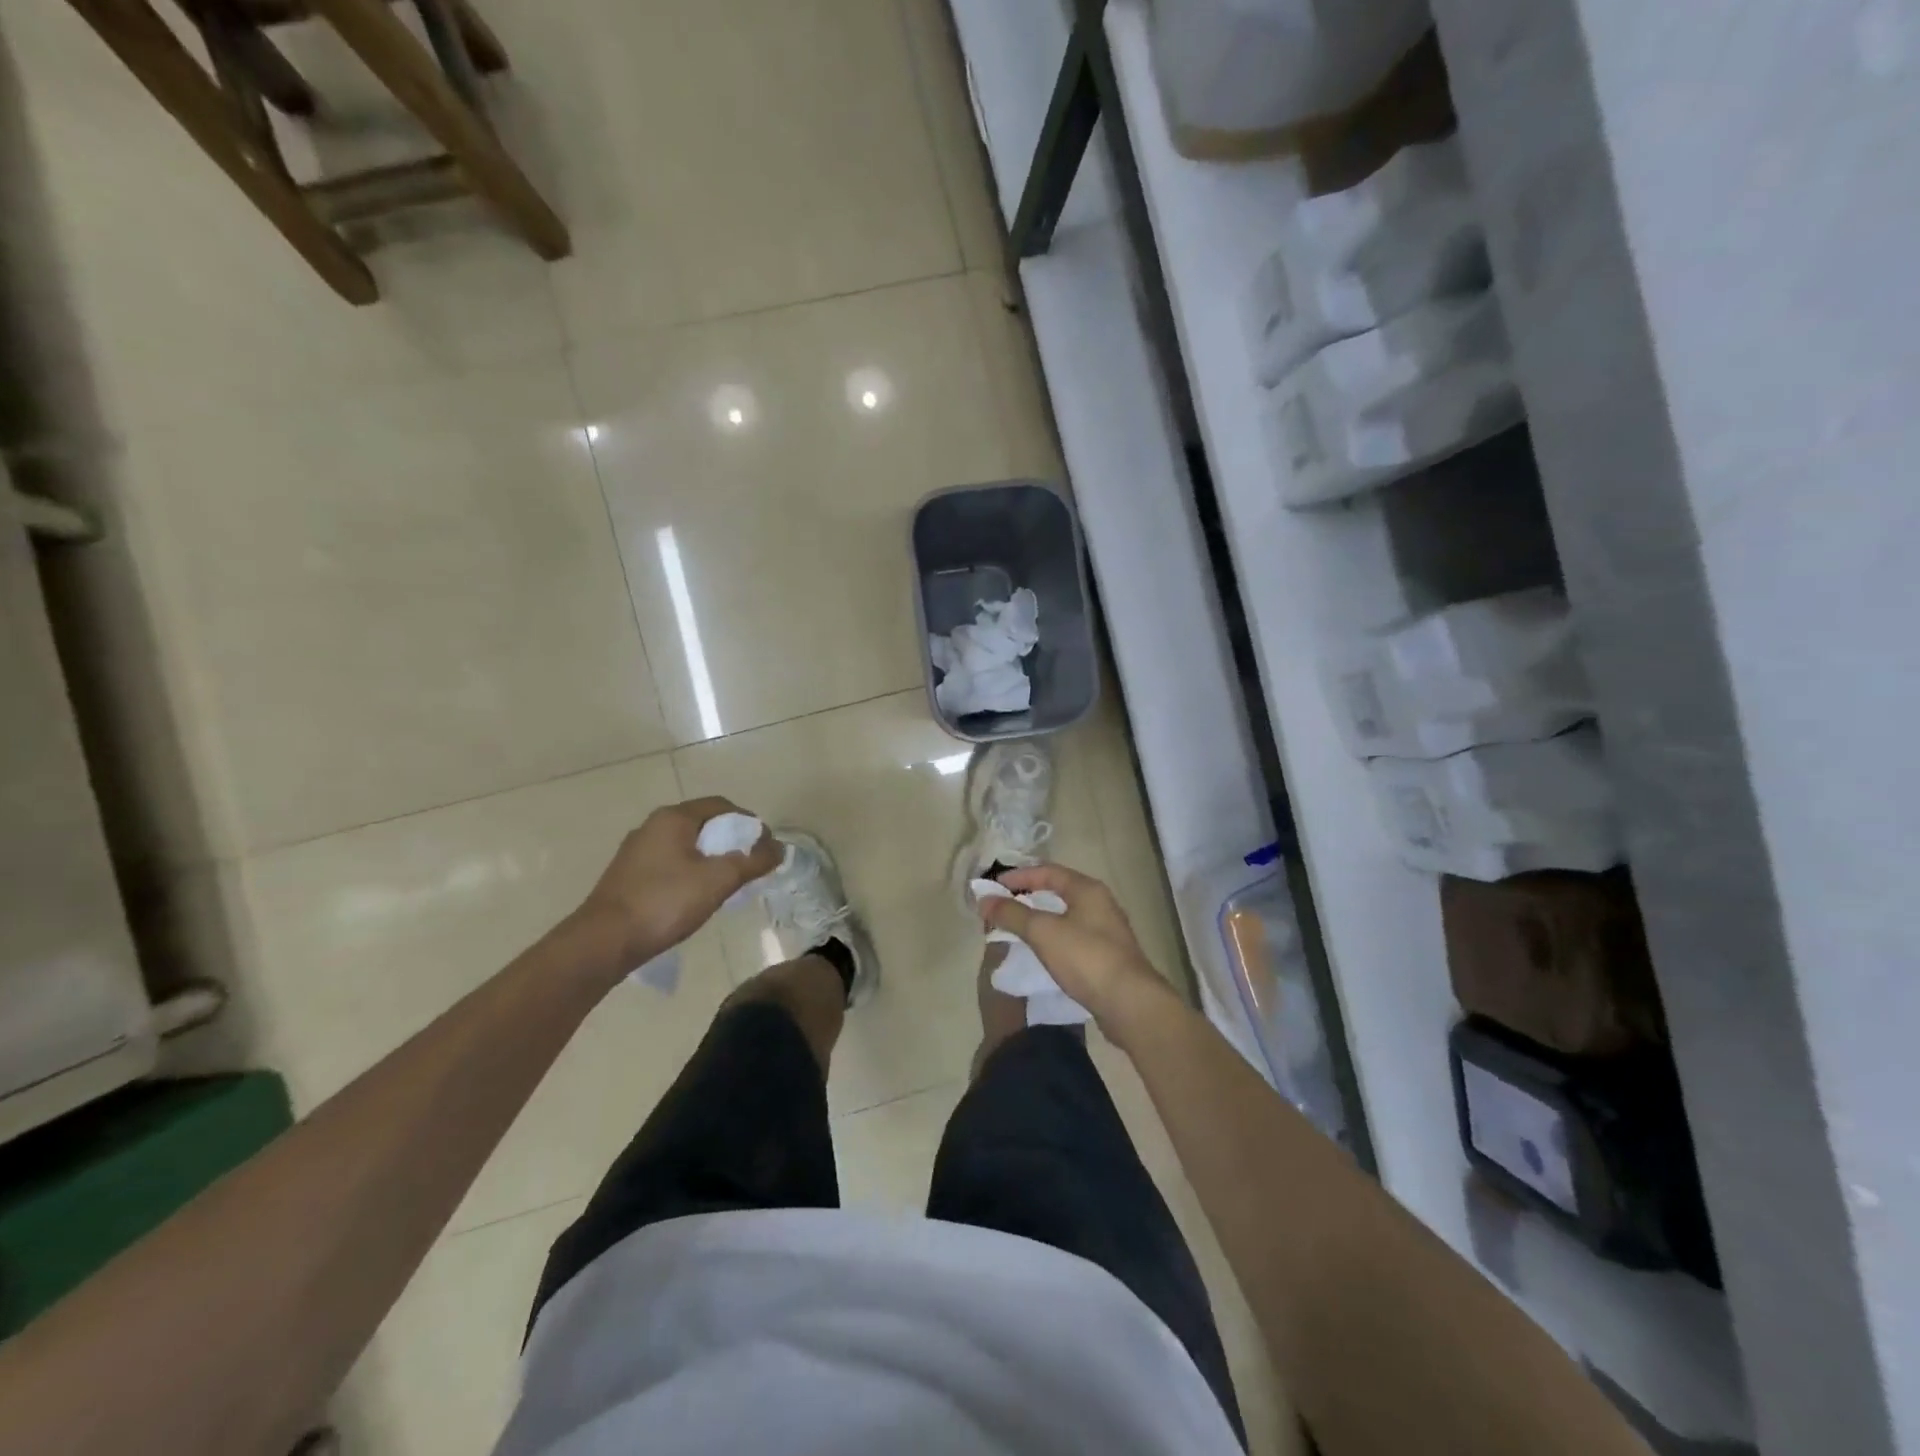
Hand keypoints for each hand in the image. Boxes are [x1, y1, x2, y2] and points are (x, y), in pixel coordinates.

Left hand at [579, 797, 781, 969]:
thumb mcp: (719, 880)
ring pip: (685, 844)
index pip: (721, 805)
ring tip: (728, 881)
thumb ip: (752, 861)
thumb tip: (779, 848)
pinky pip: (669, 862)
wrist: (603, 942)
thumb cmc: (665, 902)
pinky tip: (696, 895)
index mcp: (673, 818)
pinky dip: (690, 870)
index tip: (766, 845)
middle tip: (750, 863)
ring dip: (710, 857)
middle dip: (730, 840)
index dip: (749, 822)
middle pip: (703, 823)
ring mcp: (636, 851)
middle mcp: (652, 826)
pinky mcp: (627, 875)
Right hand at [980, 864, 1176, 1031]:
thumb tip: (984, 899)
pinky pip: (1073, 937)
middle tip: (1003, 905)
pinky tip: (1042, 952)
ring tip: (1017, 928)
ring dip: (1041, 918)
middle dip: (1029, 896)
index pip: (1048, 871)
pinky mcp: (1108, 956)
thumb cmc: (1086, 957)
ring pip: (1067, 915)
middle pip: (1059, 891)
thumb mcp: (1043, 932)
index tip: (994, 886)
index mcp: (1087, 889)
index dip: (1019, 875)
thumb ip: (1012, 913)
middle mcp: (1100, 904)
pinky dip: (1053, 937)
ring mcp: (1107, 931)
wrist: (1129, 1003)